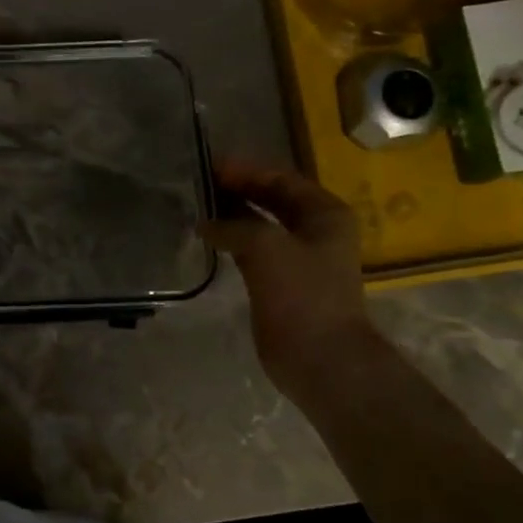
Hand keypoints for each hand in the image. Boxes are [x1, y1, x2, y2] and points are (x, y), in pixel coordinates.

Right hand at [204, 161, 377, 402]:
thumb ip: (233, 225)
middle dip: (238, 189)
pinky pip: (253, 250)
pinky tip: (209, 239)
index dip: (246, 170)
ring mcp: (299, 258)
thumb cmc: (301, 295)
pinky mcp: (281, 283)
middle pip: (273, 199)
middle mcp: (316, 231)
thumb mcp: (265, 246)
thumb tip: (206, 222)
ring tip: (198, 206)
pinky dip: (232, 240)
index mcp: (324, 213)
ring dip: (233, 214)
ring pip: (261, 225)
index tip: (209, 165)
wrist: (319, 357)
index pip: (282, 179)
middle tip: (200, 183)